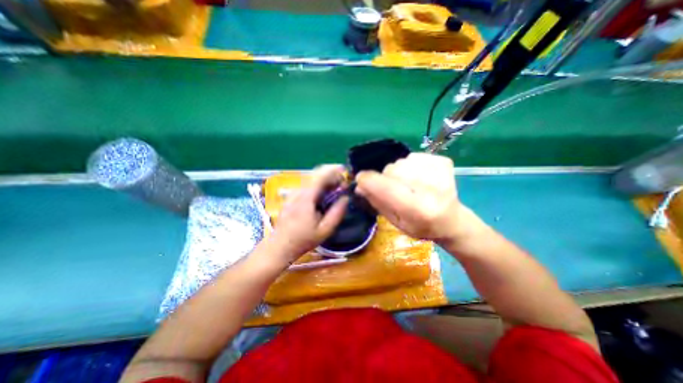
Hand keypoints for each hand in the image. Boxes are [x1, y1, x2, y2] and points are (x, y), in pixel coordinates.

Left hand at [271, 165, 349, 260]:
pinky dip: (318, 185)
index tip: (345, 173)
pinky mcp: (291, 197)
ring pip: (311, 179)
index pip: (320, 176)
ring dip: (324, 179)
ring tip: (336, 188)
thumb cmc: (303, 240)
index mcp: (306, 197)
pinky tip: (323, 194)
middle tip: (342, 182)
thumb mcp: (325, 230)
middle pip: (315, 174)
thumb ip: (337, 213)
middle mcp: (298, 191)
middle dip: (331, 174)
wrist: (280, 246)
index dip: (334, 171)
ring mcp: (293, 193)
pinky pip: (307, 185)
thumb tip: (346, 198)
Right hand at [355, 152, 473, 241]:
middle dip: (385, 178)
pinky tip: (419, 178)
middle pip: (391, 170)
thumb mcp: (395, 221)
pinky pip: (412, 156)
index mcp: (418, 210)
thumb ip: (377, 202)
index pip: (385, 187)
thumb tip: (359, 185)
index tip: (361, 179)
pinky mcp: (443, 161)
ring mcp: (440, 172)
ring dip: (398, 172)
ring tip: (408, 184)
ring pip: (400, 162)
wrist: (451, 220)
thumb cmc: (420, 226)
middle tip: (394, 189)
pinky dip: (410, 166)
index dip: (368, 180)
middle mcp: (431, 189)